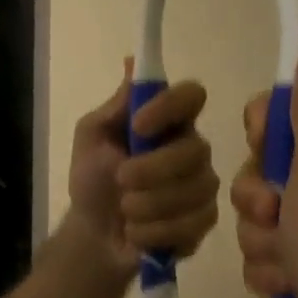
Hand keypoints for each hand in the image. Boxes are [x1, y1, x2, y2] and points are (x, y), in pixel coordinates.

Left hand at [66, 64, 219, 273]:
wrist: (93, 236)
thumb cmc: (92, 180)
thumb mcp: (92, 137)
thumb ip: (117, 105)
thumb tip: (133, 61)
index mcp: (169, 121)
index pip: (192, 95)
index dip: (169, 107)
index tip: (138, 126)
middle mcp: (193, 148)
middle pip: (196, 150)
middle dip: (152, 170)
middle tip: (121, 179)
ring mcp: (203, 185)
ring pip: (193, 190)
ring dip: (147, 205)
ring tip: (125, 211)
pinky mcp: (204, 220)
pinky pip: (191, 224)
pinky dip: (154, 231)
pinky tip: (137, 233)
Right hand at [231, 48, 297, 297]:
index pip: (279, 110)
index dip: (262, 131)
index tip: (264, 149)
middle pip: (259, 163)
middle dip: (257, 197)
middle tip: (276, 213)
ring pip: (256, 210)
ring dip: (262, 238)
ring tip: (287, 258)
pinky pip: (261, 247)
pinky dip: (270, 266)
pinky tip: (288, 280)